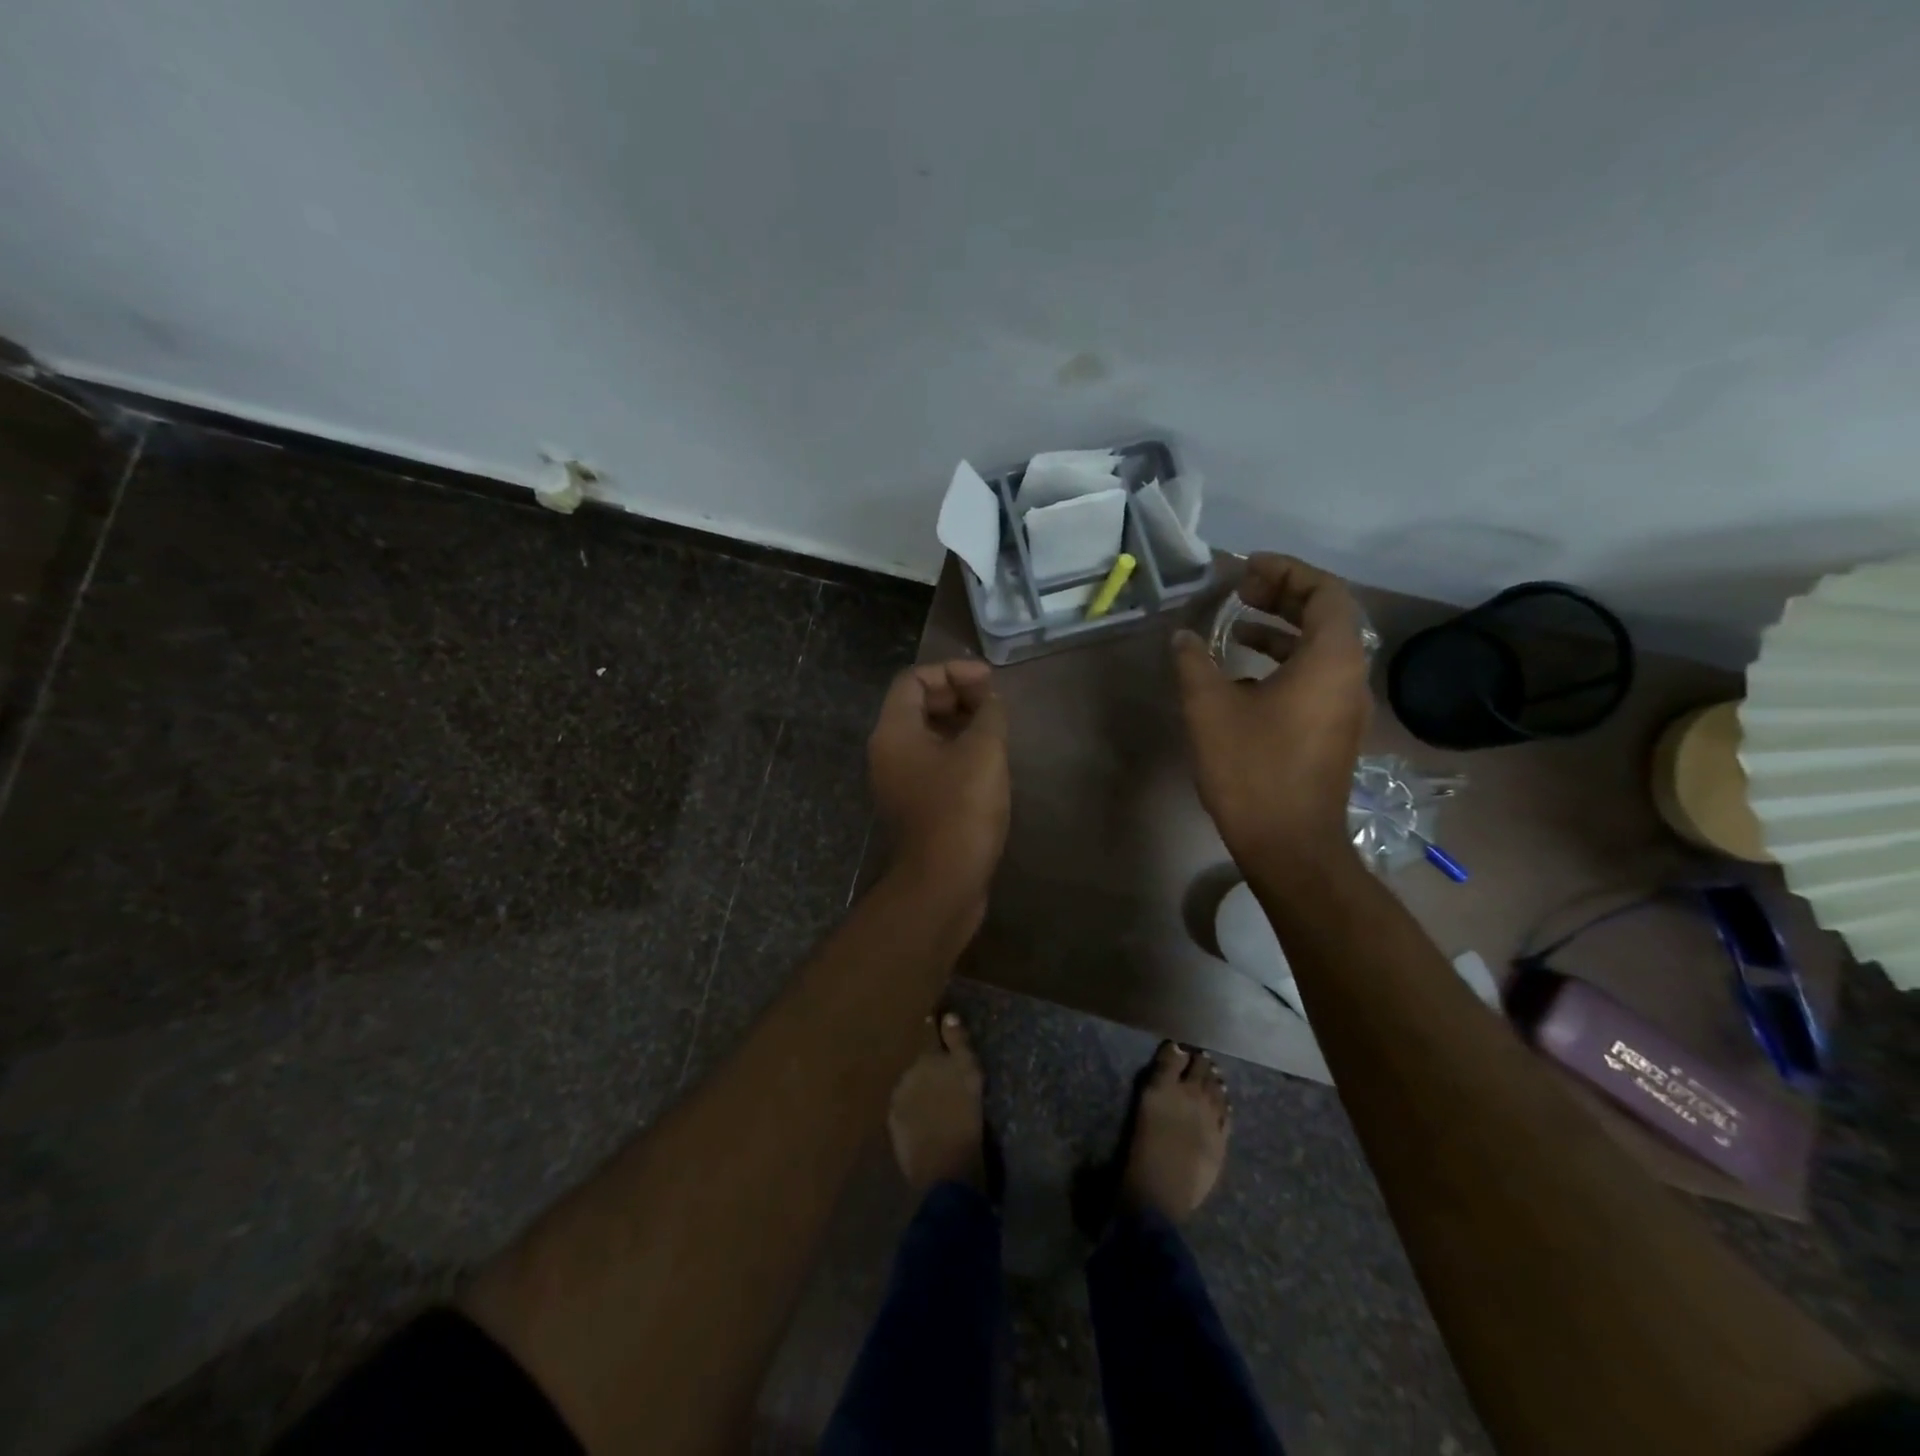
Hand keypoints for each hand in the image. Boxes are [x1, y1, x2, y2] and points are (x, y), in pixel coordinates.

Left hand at [869, 659, 1010, 902]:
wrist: (943, 883)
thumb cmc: (961, 809)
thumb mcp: (983, 752)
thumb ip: (989, 713)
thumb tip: (990, 700)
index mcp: (894, 732)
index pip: (913, 679)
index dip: (952, 671)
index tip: (988, 682)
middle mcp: (888, 752)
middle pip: (917, 704)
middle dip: (956, 694)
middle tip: (993, 702)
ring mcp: (899, 780)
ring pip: (926, 734)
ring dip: (960, 722)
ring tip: (995, 727)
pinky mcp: (915, 803)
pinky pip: (932, 761)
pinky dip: (957, 750)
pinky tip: (988, 760)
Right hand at [1173, 555, 1371, 864]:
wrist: (1289, 843)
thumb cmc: (1252, 769)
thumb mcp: (1210, 708)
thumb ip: (1195, 662)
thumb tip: (1184, 637)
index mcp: (1331, 660)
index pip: (1325, 592)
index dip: (1287, 571)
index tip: (1247, 568)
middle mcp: (1350, 677)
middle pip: (1326, 616)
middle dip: (1283, 595)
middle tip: (1240, 591)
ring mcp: (1345, 707)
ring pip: (1321, 649)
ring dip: (1281, 630)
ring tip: (1237, 627)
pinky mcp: (1333, 731)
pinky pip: (1316, 678)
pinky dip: (1283, 663)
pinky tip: (1242, 678)